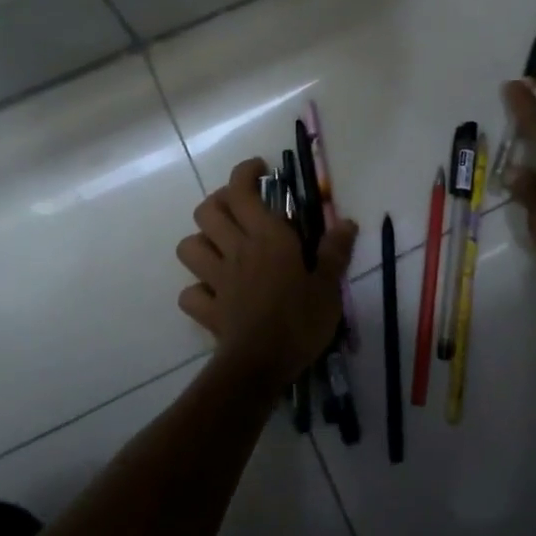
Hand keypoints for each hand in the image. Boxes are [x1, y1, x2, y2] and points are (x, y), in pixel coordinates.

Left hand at [175, 158, 356, 392]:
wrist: (261, 365)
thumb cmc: (300, 320)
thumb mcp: (329, 286)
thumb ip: (335, 251)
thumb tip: (346, 222)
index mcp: (267, 237)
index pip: (242, 190)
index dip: (245, 172)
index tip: (260, 170)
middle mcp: (236, 250)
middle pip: (207, 210)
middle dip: (220, 201)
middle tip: (242, 208)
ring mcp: (217, 279)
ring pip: (188, 245)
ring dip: (202, 241)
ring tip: (224, 247)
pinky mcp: (208, 309)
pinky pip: (190, 292)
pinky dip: (199, 289)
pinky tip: (215, 293)